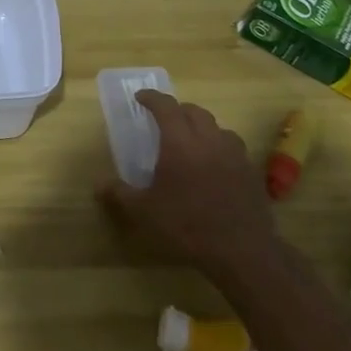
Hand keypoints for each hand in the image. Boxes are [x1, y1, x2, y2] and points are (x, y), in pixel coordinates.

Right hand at [98, 90, 278, 279]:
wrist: (242, 252)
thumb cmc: (187, 226)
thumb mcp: (145, 212)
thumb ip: (120, 193)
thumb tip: (98, 184)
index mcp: (180, 142)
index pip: (165, 106)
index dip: (152, 98)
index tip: (140, 97)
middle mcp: (208, 140)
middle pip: (194, 111)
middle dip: (177, 109)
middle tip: (165, 120)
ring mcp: (234, 155)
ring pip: (218, 128)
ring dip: (202, 128)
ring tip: (193, 142)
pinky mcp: (251, 172)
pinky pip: (234, 149)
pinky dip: (220, 148)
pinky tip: (216, 167)